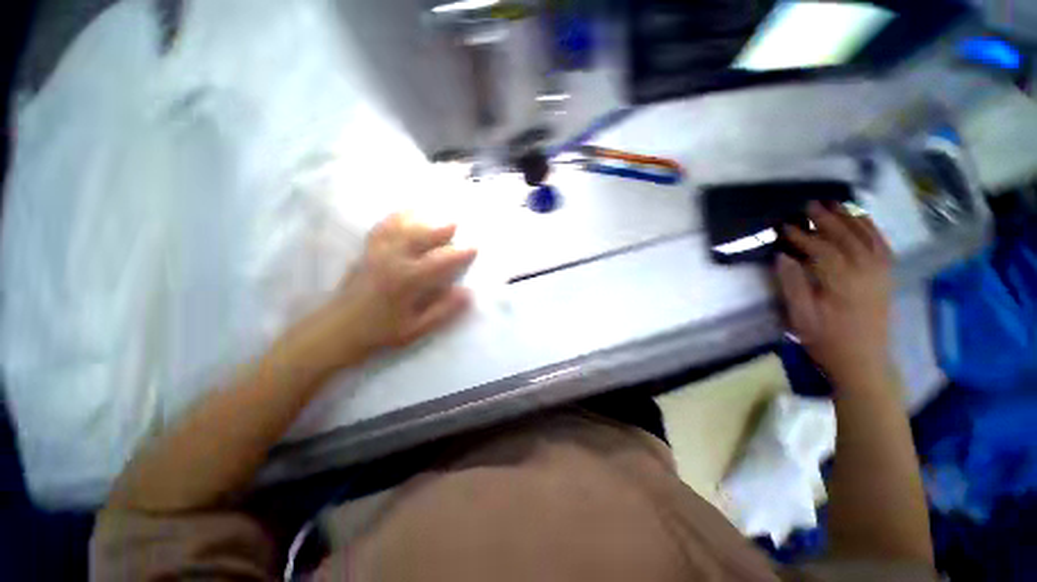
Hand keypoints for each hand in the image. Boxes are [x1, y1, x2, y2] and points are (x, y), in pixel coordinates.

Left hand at [303, 213, 476, 368]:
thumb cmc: (380, 331)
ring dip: (420, 218)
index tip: (474, 247)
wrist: (337, 330)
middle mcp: (392, 260)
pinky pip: (382, 227)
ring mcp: (376, 252)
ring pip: (401, 227)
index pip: (440, 262)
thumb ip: (443, 310)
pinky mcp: (366, 251)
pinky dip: (396, 217)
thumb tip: (467, 293)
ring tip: (434, 212)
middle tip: (457, 222)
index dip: (459, 254)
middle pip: (421, 236)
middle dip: (441, 228)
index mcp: (407, 281)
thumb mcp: (416, 329)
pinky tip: (405, 213)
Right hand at [776, 202, 893, 383]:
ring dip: (852, 219)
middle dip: (827, 220)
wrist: (863, 360)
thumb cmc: (826, 340)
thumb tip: (782, 256)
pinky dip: (873, 231)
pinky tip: (864, 221)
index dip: (802, 236)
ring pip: (868, 238)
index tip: (784, 226)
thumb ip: (792, 284)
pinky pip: (883, 247)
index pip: (821, 250)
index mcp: (842, 283)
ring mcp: (880, 274)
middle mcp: (866, 273)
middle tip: (810, 205)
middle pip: (847, 238)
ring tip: (837, 205)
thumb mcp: (801, 316)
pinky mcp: (886, 278)